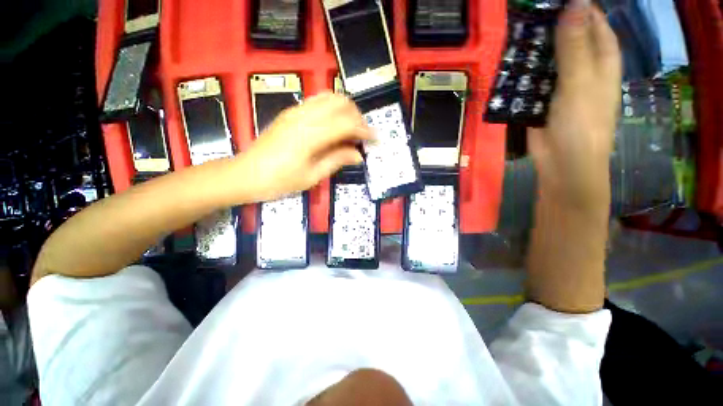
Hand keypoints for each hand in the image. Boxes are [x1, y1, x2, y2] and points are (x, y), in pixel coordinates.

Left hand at [236, 92, 372, 201]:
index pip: (346, 123)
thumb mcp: (312, 176)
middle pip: (340, 103)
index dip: (365, 130)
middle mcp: (304, 116)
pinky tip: (334, 126)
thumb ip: (337, 160)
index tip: (376, 140)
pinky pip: (318, 101)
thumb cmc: (279, 181)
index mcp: (310, 135)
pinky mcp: (291, 113)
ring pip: (329, 97)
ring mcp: (296, 111)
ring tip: (350, 131)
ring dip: (345, 111)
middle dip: (357, 117)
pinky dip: (332, 110)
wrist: (244, 175)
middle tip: (362, 137)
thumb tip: (359, 154)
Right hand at [528, 0, 621, 209]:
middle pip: (569, 38)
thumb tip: (574, 2)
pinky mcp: (543, 100)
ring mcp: (562, 84)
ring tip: (514, 36)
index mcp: (602, 59)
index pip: (594, 22)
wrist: (563, 162)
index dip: (578, 8)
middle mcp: (584, 68)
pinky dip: (524, 72)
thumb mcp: (580, 81)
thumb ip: (575, 45)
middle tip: (526, 17)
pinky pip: (534, 79)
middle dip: (551, 27)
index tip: (552, 1)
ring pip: (549, 59)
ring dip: (534, 50)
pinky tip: (511, 65)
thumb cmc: (581, 123)